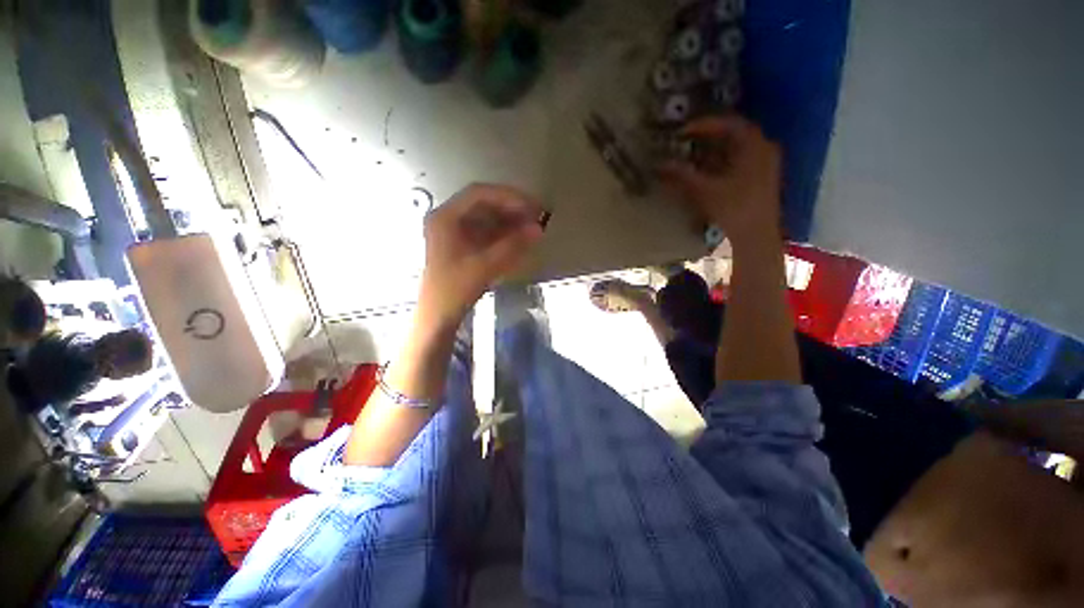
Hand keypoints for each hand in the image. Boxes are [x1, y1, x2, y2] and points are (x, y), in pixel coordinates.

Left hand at [419, 183, 544, 324]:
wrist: (438, 315)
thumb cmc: (455, 289)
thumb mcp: (485, 266)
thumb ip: (512, 245)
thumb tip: (538, 228)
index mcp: (445, 218)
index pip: (479, 194)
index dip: (507, 197)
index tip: (530, 206)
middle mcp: (447, 219)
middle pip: (482, 203)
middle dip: (510, 208)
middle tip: (535, 215)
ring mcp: (453, 232)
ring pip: (485, 217)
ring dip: (509, 220)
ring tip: (531, 226)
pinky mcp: (461, 245)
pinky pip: (485, 231)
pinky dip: (503, 233)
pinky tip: (518, 238)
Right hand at [659, 115, 782, 249]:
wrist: (756, 234)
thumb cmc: (733, 209)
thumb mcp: (704, 190)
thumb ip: (681, 175)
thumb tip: (659, 165)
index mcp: (754, 145)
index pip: (727, 124)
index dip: (703, 125)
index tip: (682, 132)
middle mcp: (764, 147)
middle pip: (734, 133)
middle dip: (708, 135)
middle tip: (686, 139)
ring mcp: (766, 162)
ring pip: (737, 147)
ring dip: (715, 148)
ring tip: (694, 153)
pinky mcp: (763, 176)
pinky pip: (741, 158)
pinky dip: (723, 159)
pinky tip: (709, 168)